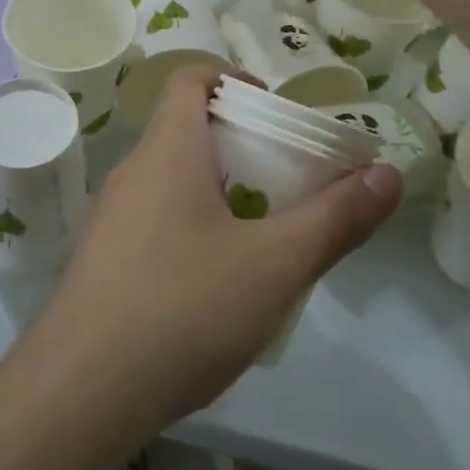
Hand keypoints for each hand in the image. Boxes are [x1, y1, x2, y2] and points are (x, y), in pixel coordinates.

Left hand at [16, 66, 402, 446]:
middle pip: (185, 127)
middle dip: (240, 140)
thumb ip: (336, 218)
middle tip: (287, 176)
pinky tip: (220, 279)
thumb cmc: (183, 307)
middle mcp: (133, 170)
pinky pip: (156, 217)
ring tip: (265, 228)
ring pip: (172, 177)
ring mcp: (113, 216)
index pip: (190, 78)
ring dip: (218, 186)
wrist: (80, 391)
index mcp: (168, 149)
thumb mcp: (275, 265)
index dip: (232, 79)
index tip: (274, 111)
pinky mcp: (105, 259)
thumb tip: (388, 172)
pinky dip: (193, 222)